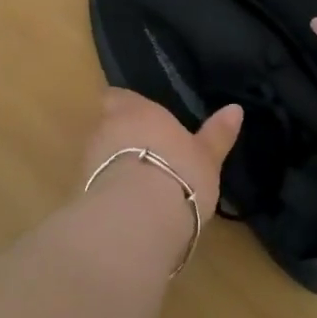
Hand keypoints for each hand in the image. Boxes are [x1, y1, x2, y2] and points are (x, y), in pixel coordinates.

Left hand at [81, 89, 241, 220]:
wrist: (136, 220)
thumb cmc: (179, 173)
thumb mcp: (207, 156)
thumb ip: (217, 133)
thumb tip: (236, 109)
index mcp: (137, 110)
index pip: (119, 97)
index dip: (126, 106)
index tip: (138, 117)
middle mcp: (106, 128)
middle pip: (107, 125)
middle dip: (120, 137)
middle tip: (145, 153)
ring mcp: (89, 161)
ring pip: (99, 156)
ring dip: (112, 166)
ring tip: (137, 185)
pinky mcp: (81, 194)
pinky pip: (95, 186)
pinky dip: (107, 192)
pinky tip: (126, 209)